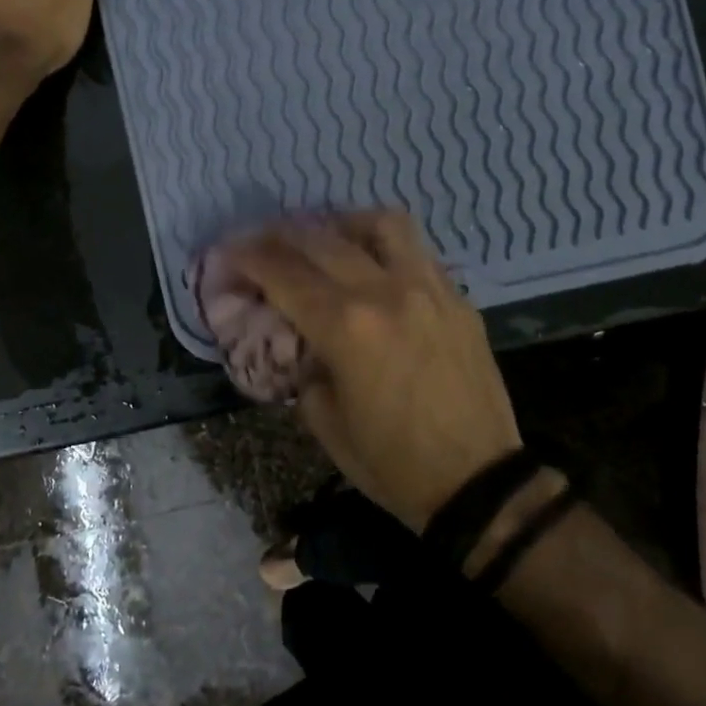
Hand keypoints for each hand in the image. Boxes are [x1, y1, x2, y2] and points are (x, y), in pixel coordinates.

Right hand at [226, 213, 520, 531]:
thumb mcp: (324, 422)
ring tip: (323, 237)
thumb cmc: (392, 463)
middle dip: (279, 236)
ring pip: (380, 225)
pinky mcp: (457, 299)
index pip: (283, 274)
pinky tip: (370, 264)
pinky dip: (382, 245)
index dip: (247, 258)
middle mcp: (386, 292)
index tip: (227, 253)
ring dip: (340, 223)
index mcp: (346, 326)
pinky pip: (416, 250)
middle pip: (321, 240)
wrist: (478, 481)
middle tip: (259, 243)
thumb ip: (303, 368)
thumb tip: (300, 341)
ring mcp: (428, 288)